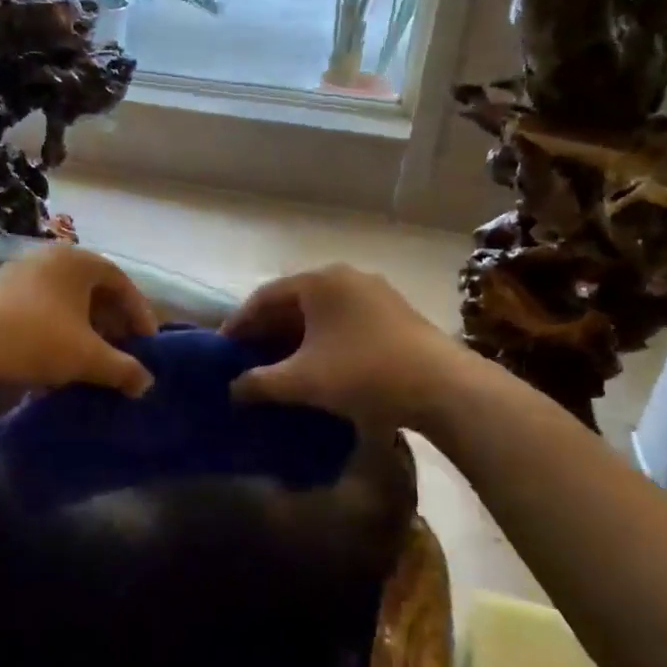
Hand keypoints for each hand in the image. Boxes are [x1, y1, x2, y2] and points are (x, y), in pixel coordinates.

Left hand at [0, 244, 158, 396]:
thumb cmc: (35, 339)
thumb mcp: (87, 357)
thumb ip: (123, 368)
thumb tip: (146, 384)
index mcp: (76, 260)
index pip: (121, 282)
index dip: (140, 313)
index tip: (147, 344)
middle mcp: (49, 257)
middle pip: (93, 289)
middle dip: (112, 322)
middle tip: (123, 350)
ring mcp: (19, 272)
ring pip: (66, 299)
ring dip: (85, 328)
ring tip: (93, 358)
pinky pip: (42, 307)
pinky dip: (59, 329)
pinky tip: (58, 357)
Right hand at [223, 263, 462, 428]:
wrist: (443, 387)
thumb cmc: (362, 374)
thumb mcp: (301, 381)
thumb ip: (259, 383)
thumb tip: (232, 390)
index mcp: (318, 281)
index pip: (264, 297)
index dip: (239, 324)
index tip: (223, 349)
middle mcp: (345, 276)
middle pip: (293, 302)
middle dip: (268, 331)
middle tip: (248, 358)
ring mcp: (375, 292)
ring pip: (321, 312)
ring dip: (296, 336)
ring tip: (280, 365)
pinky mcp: (396, 312)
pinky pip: (345, 320)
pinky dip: (324, 339)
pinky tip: (319, 365)